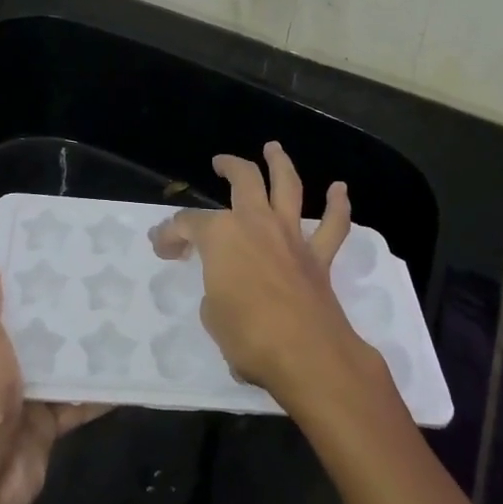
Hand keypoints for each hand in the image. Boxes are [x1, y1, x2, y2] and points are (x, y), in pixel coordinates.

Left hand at [0, 255, 105, 503]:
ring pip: (57, 367)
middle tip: (99, 284)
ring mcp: (21, 399)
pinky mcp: (45, 425)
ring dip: (82, 352)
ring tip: (119, 317)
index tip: (57, 260)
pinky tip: (127, 369)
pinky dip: (97, 391)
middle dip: (60, 316)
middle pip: (32, 336)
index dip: (23, 287)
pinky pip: (75, 401)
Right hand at [151, 142, 375, 405]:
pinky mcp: (318, 257)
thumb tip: (226, 288)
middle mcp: (256, 223)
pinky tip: (339, 189)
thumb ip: (216, 291)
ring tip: (273, 148)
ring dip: (280, 164)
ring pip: (287, 187)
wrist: (307, 355)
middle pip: (243, 180)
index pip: (188, 224)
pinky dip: (337, 205)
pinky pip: (332, 226)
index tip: (162, 246)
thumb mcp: (212, 316)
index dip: (170, 233)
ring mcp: (290, 236)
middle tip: (220, 163)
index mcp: (221, 236)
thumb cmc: (248, 336)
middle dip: (230, 166)